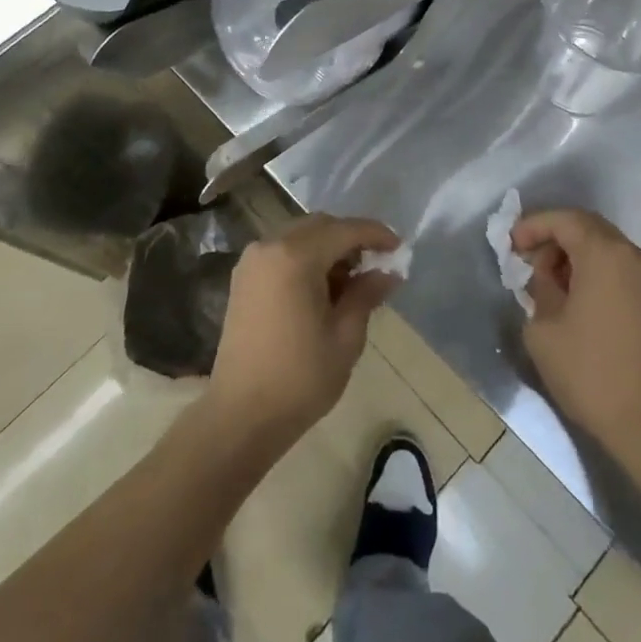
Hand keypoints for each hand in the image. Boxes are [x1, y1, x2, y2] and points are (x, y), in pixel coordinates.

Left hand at [207, 215, 402, 449]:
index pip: (344, 230)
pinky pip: (282, 251)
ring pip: (301, 236)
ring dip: (329, 247)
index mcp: (295, 257)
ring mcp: (252, 260)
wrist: (241, 415)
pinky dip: (307, 257)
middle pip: (320, 226)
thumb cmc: (299, 378)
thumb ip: (366, 295)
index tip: (399, 247)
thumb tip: (388, 272)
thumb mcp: (345, 337)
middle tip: (377, 264)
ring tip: (352, 280)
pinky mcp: (244, 277)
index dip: (375, 234)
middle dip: (351, 238)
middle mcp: (270, 246)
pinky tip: (323, 287)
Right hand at [515, 209, 640, 474]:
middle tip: (527, 257)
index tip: (511, 245)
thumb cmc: (589, 371)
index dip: (533, 225)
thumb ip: (539, 287)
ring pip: (603, 245)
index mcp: (603, 253)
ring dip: (573, 252)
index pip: (563, 219)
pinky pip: (617, 266)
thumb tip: (547, 277)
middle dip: (553, 235)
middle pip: (586, 226)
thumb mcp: (543, 327)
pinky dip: (592, 268)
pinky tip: (574, 295)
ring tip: (547, 280)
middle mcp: (630, 255)